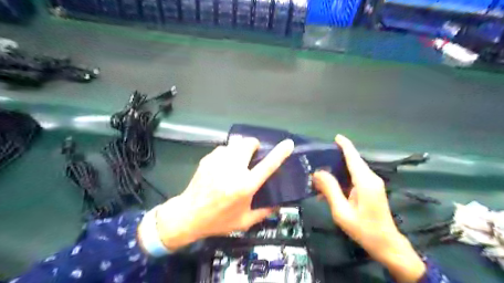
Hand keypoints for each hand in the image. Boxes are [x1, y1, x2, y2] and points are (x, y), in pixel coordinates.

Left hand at [149, 137, 292, 251]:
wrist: (188, 215)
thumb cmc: (218, 220)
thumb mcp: (244, 221)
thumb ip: (264, 212)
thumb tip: (278, 204)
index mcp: (245, 186)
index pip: (267, 165)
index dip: (280, 153)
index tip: (288, 143)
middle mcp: (233, 170)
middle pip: (248, 144)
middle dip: (254, 146)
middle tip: (253, 156)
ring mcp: (218, 162)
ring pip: (235, 143)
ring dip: (240, 149)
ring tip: (237, 161)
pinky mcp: (208, 159)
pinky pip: (223, 148)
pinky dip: (228, 153)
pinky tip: (223, 166)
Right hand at [314, 135, 424, 282]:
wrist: (387, 245)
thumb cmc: (364, 229)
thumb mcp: (341, 211)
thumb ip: (330, 189)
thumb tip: (318, 172)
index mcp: (365, 181)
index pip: (353, 157)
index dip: (344, 145)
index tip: (335, 136)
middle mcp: (371, 178)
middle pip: (353, 161)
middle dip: (337, 157)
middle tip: (318, 159)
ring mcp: (373, 183)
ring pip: (353, 169)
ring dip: (338, 169)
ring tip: (320, 172)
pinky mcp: (372, 189)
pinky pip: (355, 178)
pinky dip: (343, 178)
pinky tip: (331, 186)